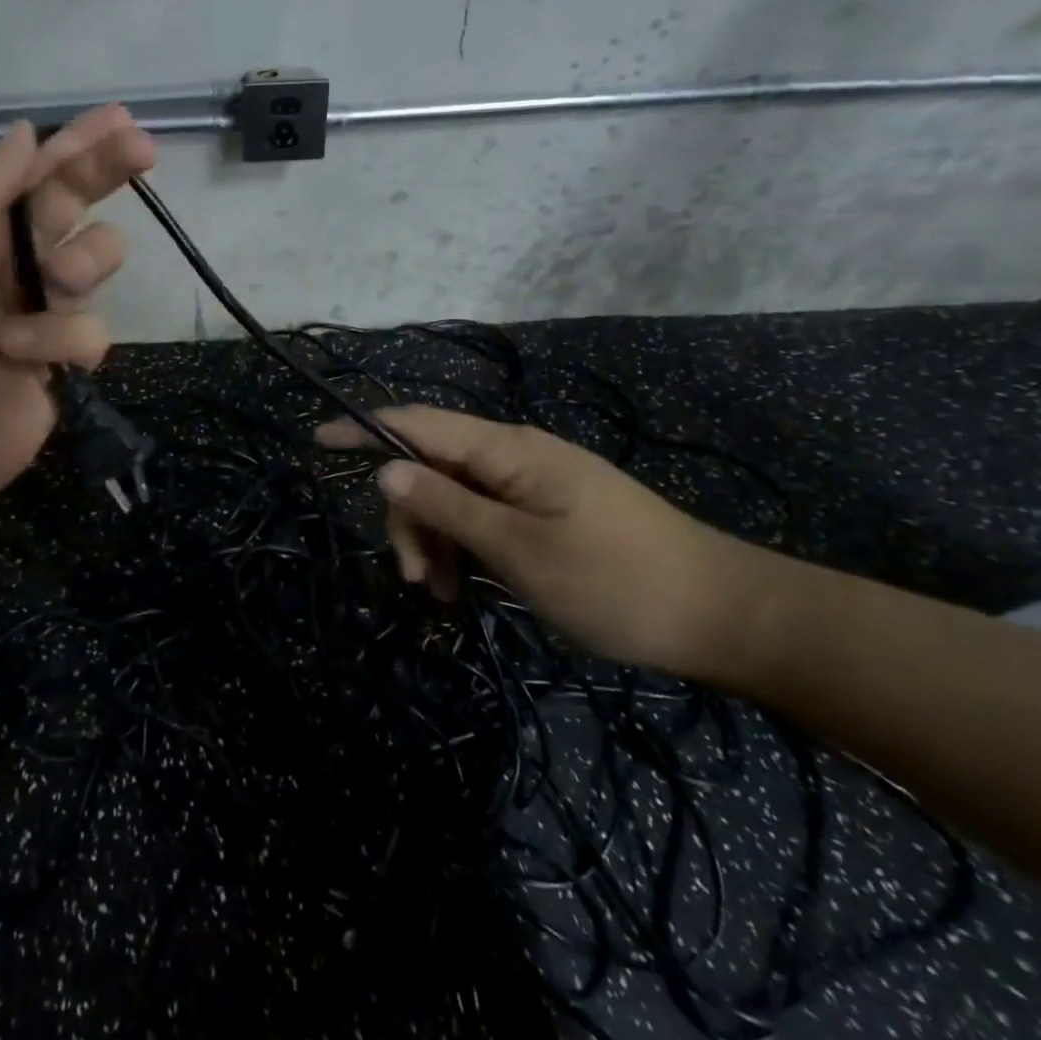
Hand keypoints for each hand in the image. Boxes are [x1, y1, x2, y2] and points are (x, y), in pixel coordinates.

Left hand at [0, 104, 155, 550]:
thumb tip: (25, 133)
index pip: (35, 172)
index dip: (77, 143)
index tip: (122, 118)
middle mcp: (11, 263)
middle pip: (78, 207)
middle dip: (109, 173)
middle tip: (144, 150)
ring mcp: (39, 315)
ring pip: (96, 265)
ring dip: (81, 264)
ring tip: (51, 282)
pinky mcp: (60, 365)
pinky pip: (91, 332)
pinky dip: (59, 338)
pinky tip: (19, 354)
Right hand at [317, 406, 790, 680]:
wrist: (724, 616)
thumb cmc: (618, 582)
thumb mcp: (520, 551)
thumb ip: (447, 505)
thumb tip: (385, 467)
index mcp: (507, 450)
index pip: (417, 423)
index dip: (364, 428)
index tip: (316, 439)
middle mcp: (514, 456)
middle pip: (431, 468)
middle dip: (410, 517)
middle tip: (418, 580)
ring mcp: (531, 484)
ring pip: (454, 497)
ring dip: (437, 540)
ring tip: (446, 596)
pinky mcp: (545, 512)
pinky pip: (484, 518)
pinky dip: (465, 549)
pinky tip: (469, 588)